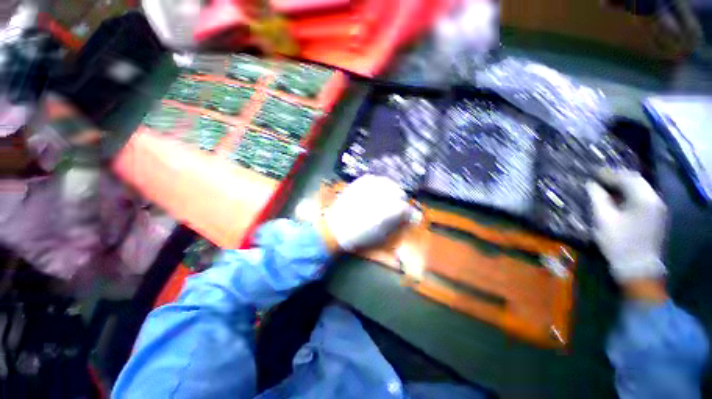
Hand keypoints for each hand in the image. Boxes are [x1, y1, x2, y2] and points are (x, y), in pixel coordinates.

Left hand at [325, 175, 412, 251]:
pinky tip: (376, 191)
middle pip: (399, 192)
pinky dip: (379, 184)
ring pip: (389, 183)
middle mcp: (381, 193)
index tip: (406, 216)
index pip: (406, 207)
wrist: (335, 227)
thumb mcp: (382, 234)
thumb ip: (397, 222)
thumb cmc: (360, 235)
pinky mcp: (361, 181)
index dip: (408, 213)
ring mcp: (370, 185)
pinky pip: (376, 179)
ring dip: (391, 191)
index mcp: (388, 209)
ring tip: (386, 199)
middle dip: (400, 200)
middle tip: (395, 207)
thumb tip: (409, 216)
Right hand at [586, 170, 667, 283]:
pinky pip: (642, 199)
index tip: (593, 173)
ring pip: (640, 189)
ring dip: (623, 186)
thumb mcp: (604, 219)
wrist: (638, 268)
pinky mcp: (656, 217)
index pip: (628, 178)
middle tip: (599, 178)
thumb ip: (598, 198)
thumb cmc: (619, 242)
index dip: (609, 174)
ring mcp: (658, 209)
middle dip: (617, 178)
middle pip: (637, 181)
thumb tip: (592, 184)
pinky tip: (618, 199)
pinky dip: (629, 195)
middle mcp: (656, 200)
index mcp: (645, 199)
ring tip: (606, 187)